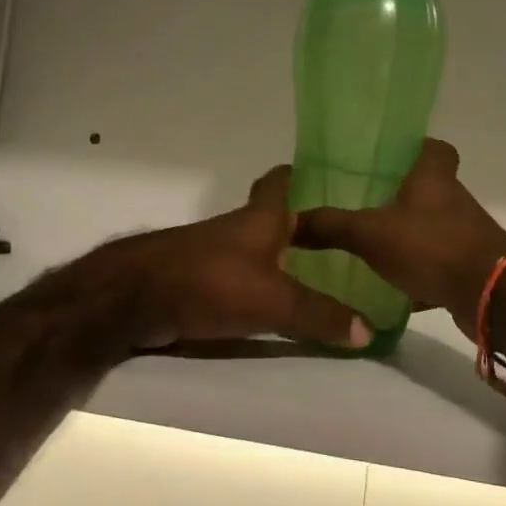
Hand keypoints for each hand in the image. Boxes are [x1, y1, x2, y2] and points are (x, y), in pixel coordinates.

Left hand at [90, 167, 373, 351]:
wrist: (135, 298)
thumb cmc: (211, 282)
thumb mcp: (275, 301)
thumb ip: (321, 315)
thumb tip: (371, 330)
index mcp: (261, 217)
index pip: (283, 180)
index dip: (305, 176)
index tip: (334, 182)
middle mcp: (239, 228)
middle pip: (274, 217)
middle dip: (303, 225)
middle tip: (341, 241)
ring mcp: (215, 253)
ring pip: (257, 248)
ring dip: (282, 258)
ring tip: (320, 276)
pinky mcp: (198, 279)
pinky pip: (239, 277)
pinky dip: (259, 285)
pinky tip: (276, 305)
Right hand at [292, 139, 505, 341]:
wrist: (491, 296)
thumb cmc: (432, 247)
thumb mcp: (370, 233)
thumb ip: (330, 226)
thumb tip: (289, 221)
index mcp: (434, 178)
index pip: (433, 147)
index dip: (413, 148)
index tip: (385, 157)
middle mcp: (453, 201)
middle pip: (429, 188)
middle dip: (400, 195)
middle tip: (363, 202)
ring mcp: (464, 235)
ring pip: (431, 226)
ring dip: (408, 233)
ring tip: (369, 243)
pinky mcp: (468, 268)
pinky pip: (437, 262)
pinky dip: (417, 271)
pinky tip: (390, 285)